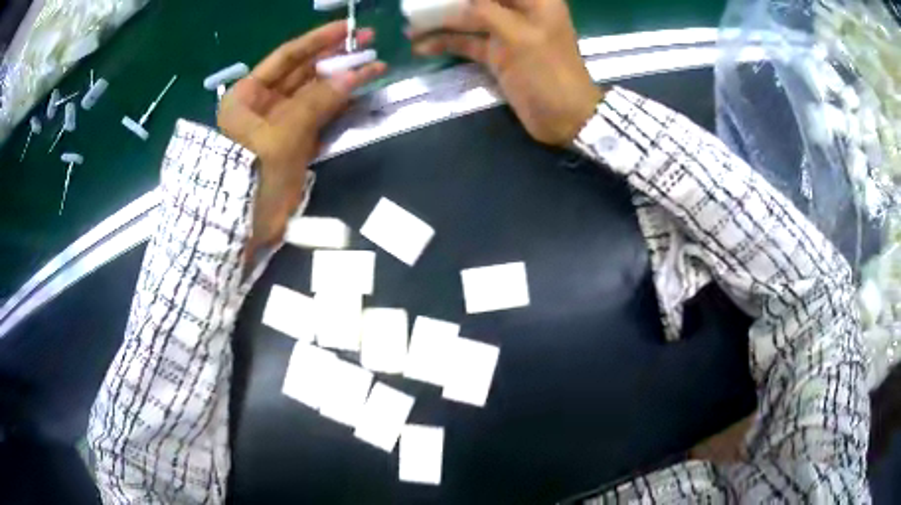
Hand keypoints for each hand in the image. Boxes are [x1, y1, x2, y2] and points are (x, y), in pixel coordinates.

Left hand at [218, 21, 385, 252]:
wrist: (242, 229)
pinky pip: (320, 117)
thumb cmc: (250, 176)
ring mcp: (281, 124)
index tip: (348, 27)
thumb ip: (317, 102)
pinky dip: (340, 106)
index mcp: (248, 95)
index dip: (317, 40)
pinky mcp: (295, 143)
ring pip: (315, 94)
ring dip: (343, 81)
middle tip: (370, 43)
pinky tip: (360, 92)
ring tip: (375, 66)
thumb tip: (354, 74)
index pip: (287, 57)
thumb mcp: (281, 136)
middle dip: (336, 58)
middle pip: (303, 73)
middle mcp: (263, 104)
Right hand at [409, 0, 602, 146]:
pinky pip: (467, 43)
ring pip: (468, 20)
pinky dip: (446, 44)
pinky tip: (421, 47)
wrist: (564, 118)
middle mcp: (519, 12)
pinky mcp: (497, 55)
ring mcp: (507, 34)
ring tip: (409, 28)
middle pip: (478, 0)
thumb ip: (485, 10)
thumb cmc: (549, 72)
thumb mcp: (517, 35)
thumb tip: (460, 0)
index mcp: (534, 0)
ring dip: (440, 23)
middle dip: (449, 3)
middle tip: (416, 5)